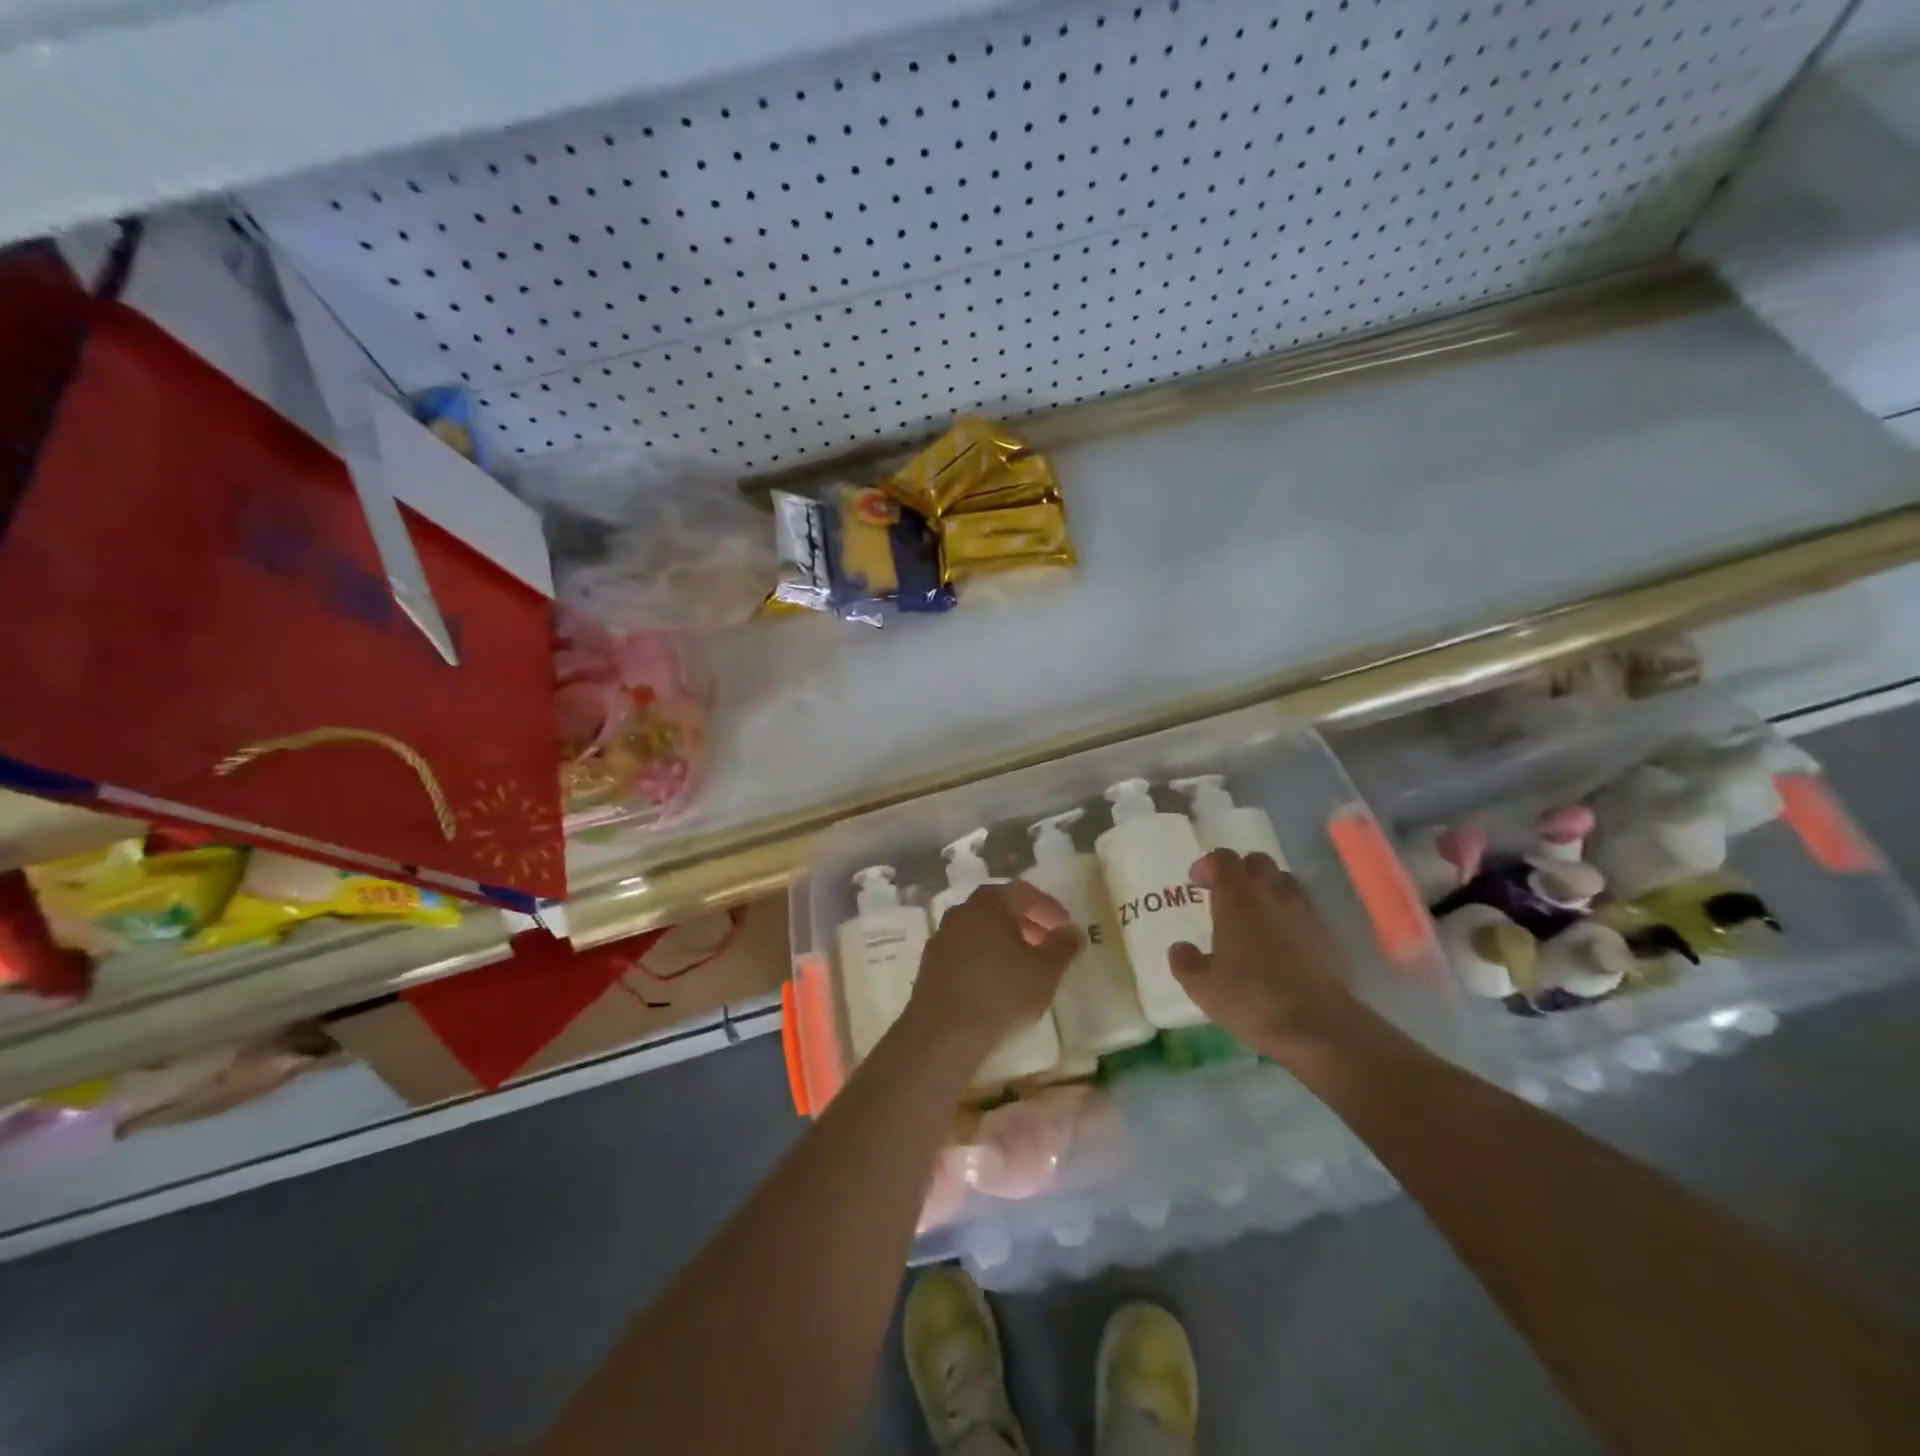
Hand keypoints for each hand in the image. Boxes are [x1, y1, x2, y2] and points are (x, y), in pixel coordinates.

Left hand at [904, 882, 1081, 1059]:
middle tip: (1047, 943)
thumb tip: (1072, 931)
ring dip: (1005, 940)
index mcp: (989, 903)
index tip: (1065, 926)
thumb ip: (1063, 946)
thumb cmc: (1001, 993)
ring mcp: (942, 936)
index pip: (1024, 892)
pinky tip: (997, 982)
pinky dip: (985, 956)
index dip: (1048, 907)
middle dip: (1027, 922)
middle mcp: (962, 912)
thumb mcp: (1045, 971)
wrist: (943, 1033)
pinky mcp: (931, 963)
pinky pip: (966, 950)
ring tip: (1025, 965)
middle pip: (999, 907)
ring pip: (981, 929)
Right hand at [1169, 850, 1371, 1058]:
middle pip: (1257, 861)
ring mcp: (1304, 912)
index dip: (1207, 864)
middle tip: (1225, 894)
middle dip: (1239, 870)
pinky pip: (1305, 908)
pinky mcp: (1327, 935)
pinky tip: (1283, 939)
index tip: (1195, 883)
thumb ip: (1186, 962)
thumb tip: (1179, 948)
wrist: (1318, 1026)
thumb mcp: (1203, 987)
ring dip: (1268, 887)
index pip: (1223, 859)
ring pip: (1285, 880)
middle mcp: (1271, 895)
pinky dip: (1290, 913)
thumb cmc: (1252, 999)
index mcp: (1237, 899)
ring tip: (1256, 913)